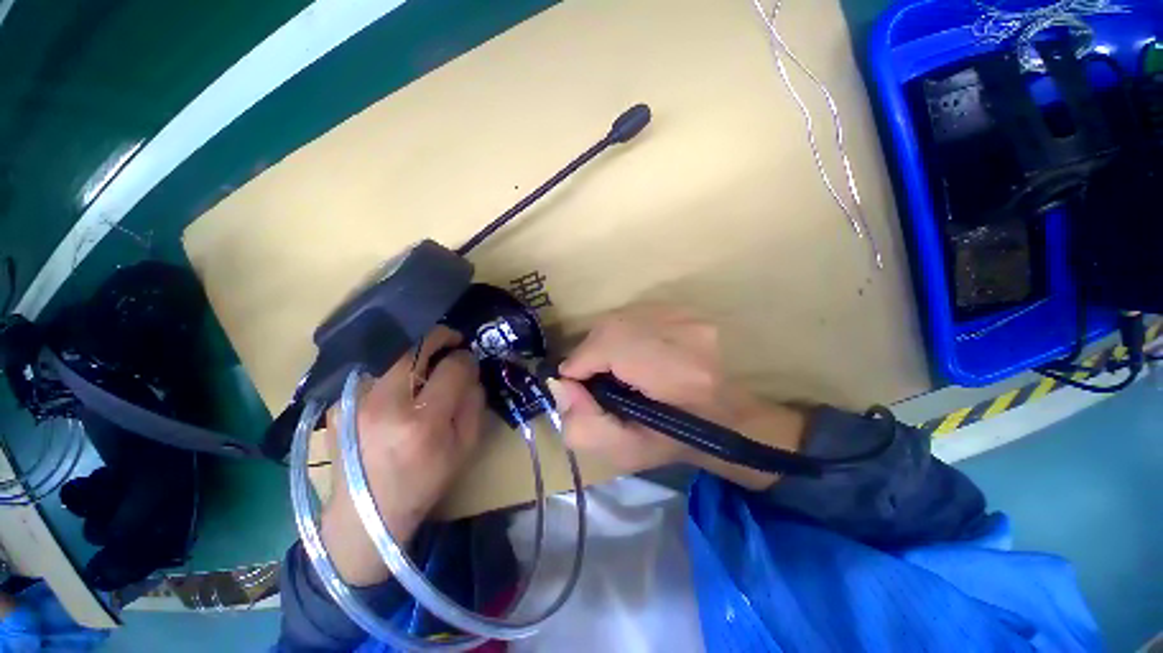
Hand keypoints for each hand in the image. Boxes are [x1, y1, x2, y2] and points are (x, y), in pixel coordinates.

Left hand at [321, 326, 483, 585]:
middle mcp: (385, 404)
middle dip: (440, 336)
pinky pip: (373, 366)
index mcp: (423, 422)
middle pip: (416, 346)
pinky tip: (401, 378)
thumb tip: (469, 369)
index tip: (468, 361)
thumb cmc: (424, 482)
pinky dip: (393, 363)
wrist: (365, 514)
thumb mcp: (465, 447)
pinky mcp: (338, 402)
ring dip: (416, 347)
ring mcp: (355, 400)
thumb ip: (473, 402)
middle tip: (451, 342)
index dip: (466, 359)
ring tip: (428, 356)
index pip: (452, 368)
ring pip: (392, 349)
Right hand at [548, 305, 805, 489]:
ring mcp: (690, 316)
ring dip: (606, 341)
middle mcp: (687, 332)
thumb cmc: (677, 441)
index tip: (575, 384)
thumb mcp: (624, 452)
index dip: (581, 362)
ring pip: (622, 317)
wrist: (727, 420)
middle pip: (612, 326)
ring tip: (611, 367)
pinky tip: (630, 352)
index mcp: (678, 373)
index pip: (609, 345)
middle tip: (591, 377)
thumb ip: (584, 426)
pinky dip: (623, 332)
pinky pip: (636, 313)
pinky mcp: (688, 310)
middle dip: (591, 352)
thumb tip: (561, 385)